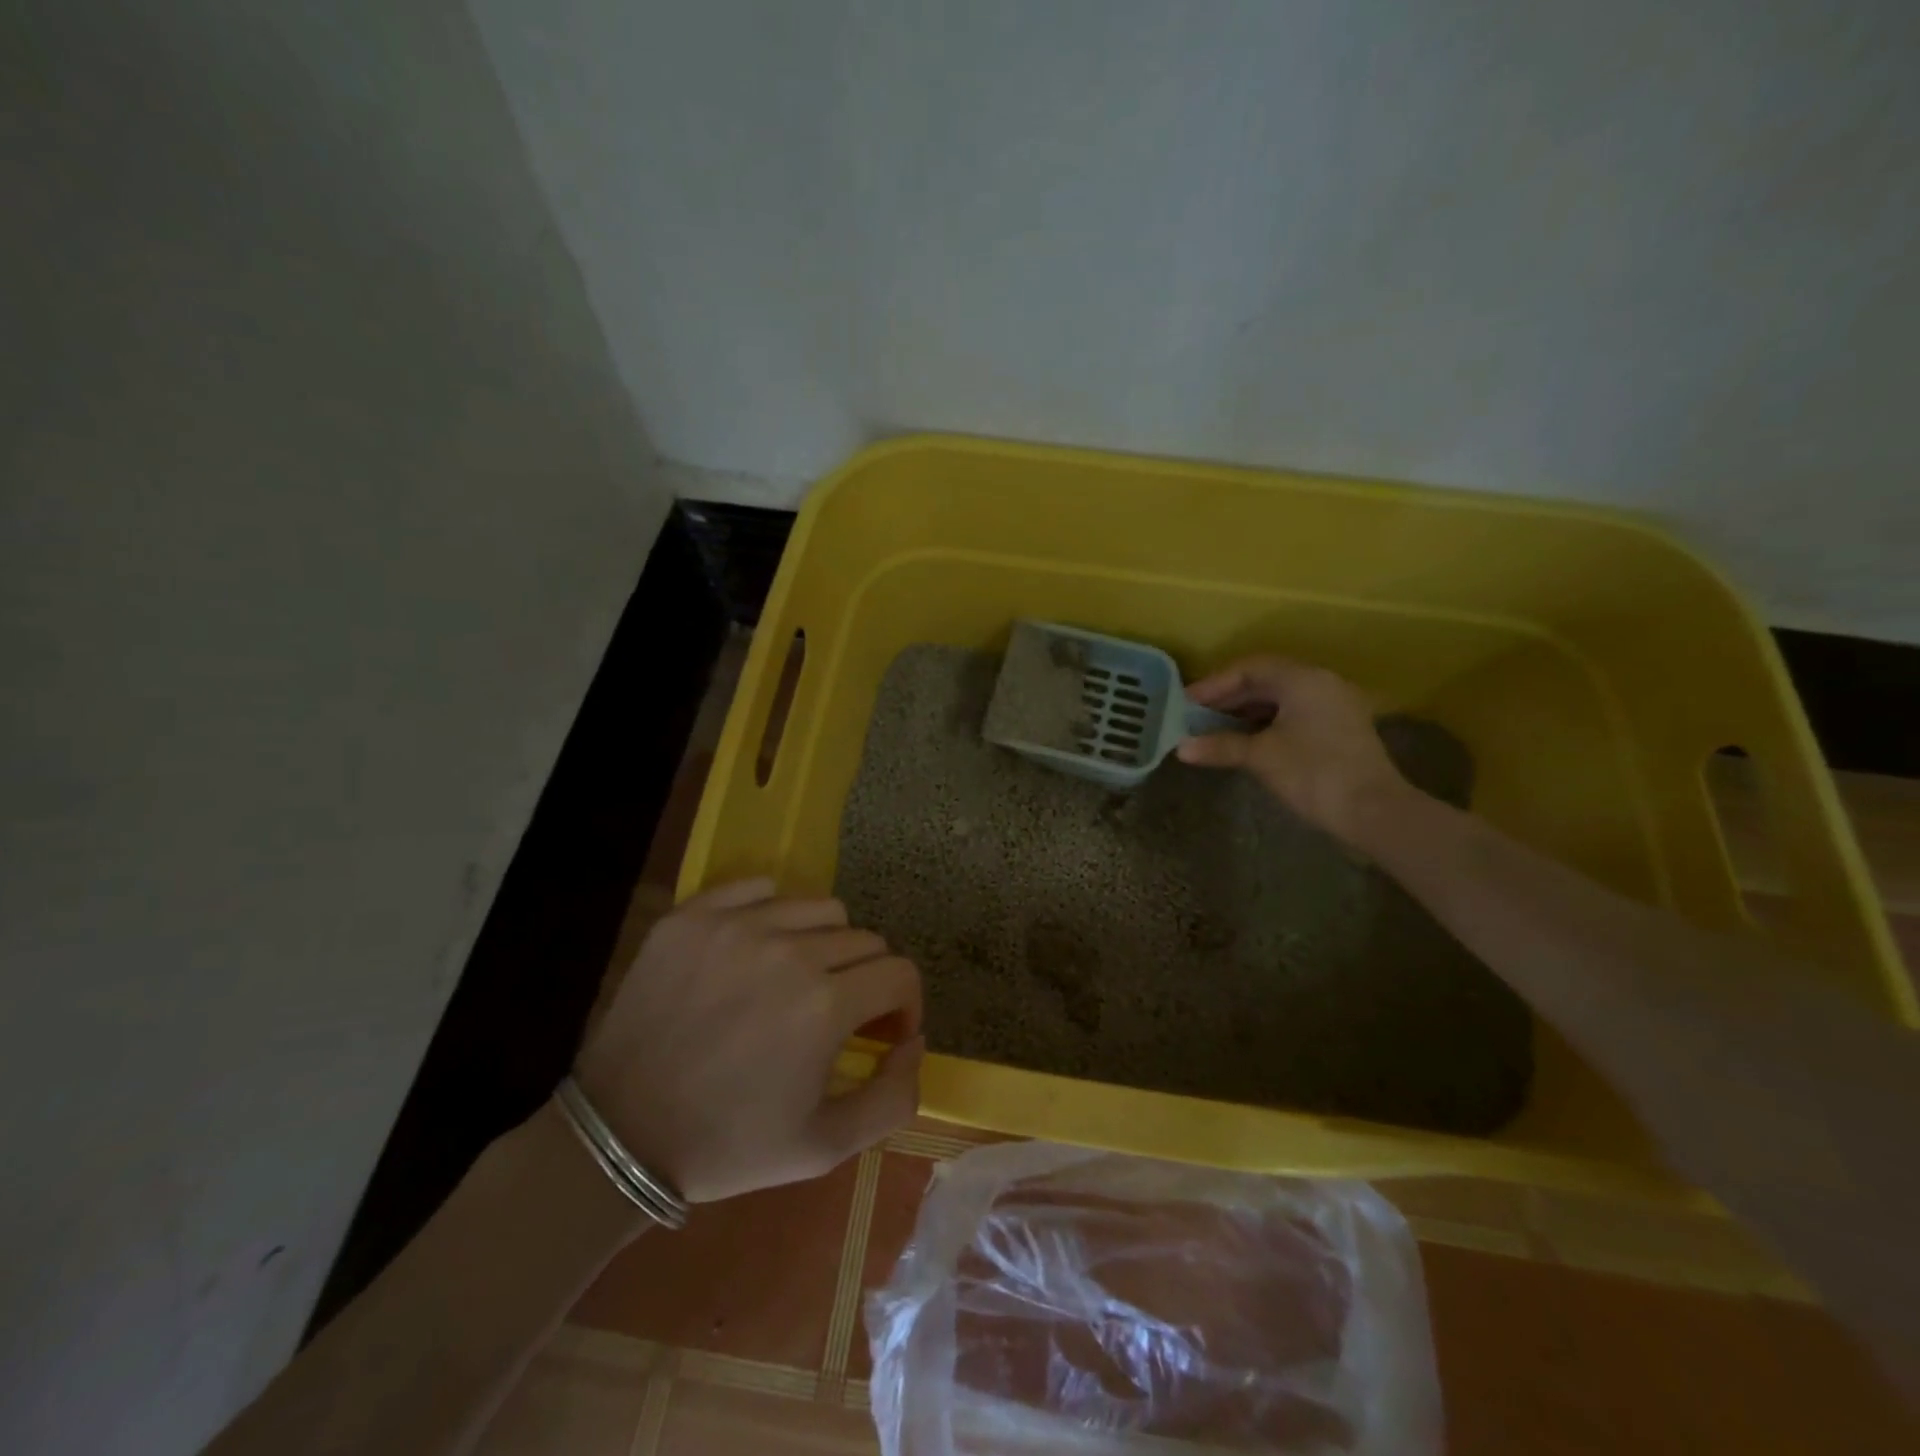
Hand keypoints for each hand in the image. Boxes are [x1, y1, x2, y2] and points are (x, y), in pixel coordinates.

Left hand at [574, 878, 922, 1204]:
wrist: (619, 1136)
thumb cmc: (728, 1145)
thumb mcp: (826, 1147)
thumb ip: (894, 1096)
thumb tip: (914, 1040)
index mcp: (825, 1004)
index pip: (900, 973)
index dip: (904, 1004)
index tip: (882, 1031)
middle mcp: (788, 950)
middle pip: (864, 938)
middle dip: (866, 978)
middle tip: (838, 1013)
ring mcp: (736, 925)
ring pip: (819, 907)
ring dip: (825, 942)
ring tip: (798, 978)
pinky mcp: (693, 915)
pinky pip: (759, 889)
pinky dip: (772, 913)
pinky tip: (757, 950)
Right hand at [1175, 656, 1411, 845]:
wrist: (1373, 811)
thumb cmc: (1313, 773)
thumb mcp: (1261, 757)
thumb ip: (1220, 746)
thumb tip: (1181, 748)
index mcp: (1303, 679)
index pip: (1250, 668)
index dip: (1214, 684)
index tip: (1186, 702)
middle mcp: (1322, 683)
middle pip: (1266, 679)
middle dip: (1229, 696)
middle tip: (1196, 714)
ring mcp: (1335, 705)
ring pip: (1281, 697)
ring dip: (1246, 710)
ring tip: (1215, 726)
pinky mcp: (1341, 728)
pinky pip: (1295, 713)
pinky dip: (1267, 721)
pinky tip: (1246, 739)